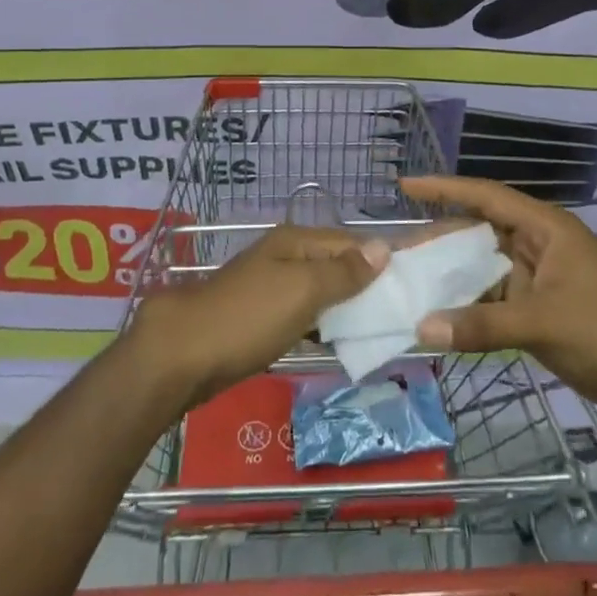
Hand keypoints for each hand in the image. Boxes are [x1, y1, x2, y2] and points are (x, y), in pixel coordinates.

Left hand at [126, 224, 388, 406]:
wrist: (182, 354)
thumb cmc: (248, 316)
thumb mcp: (302, 290)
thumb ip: (343, 272)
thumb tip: (383, 247)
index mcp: (295, 241)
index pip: (350, 243)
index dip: (380, 259)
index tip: (414, 282)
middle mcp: (284, 257)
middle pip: (336, 266)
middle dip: (366, 286)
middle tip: (403, 311)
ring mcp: (271, 287)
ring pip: (320, 292)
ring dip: (346, 308)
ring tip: (381, 329)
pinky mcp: (261, 318)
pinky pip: (304, 315)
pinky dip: (323, 326)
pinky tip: (340, 343)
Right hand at [402, 175, 596, 422]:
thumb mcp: (543, 322)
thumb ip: (481, 325)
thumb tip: (420, 329)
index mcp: (545, 228)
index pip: (486, 196)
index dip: (444, 189)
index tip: (404, 186)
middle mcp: (538, 245)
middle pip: (479, 233)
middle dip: (440, 240)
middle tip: (396, 250)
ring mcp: (539, 278)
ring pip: (484, 269)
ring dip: (452, 277)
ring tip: (409, 283)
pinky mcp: (540, 309)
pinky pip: (495, 300)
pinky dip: (470, 308)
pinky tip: (440, 319)